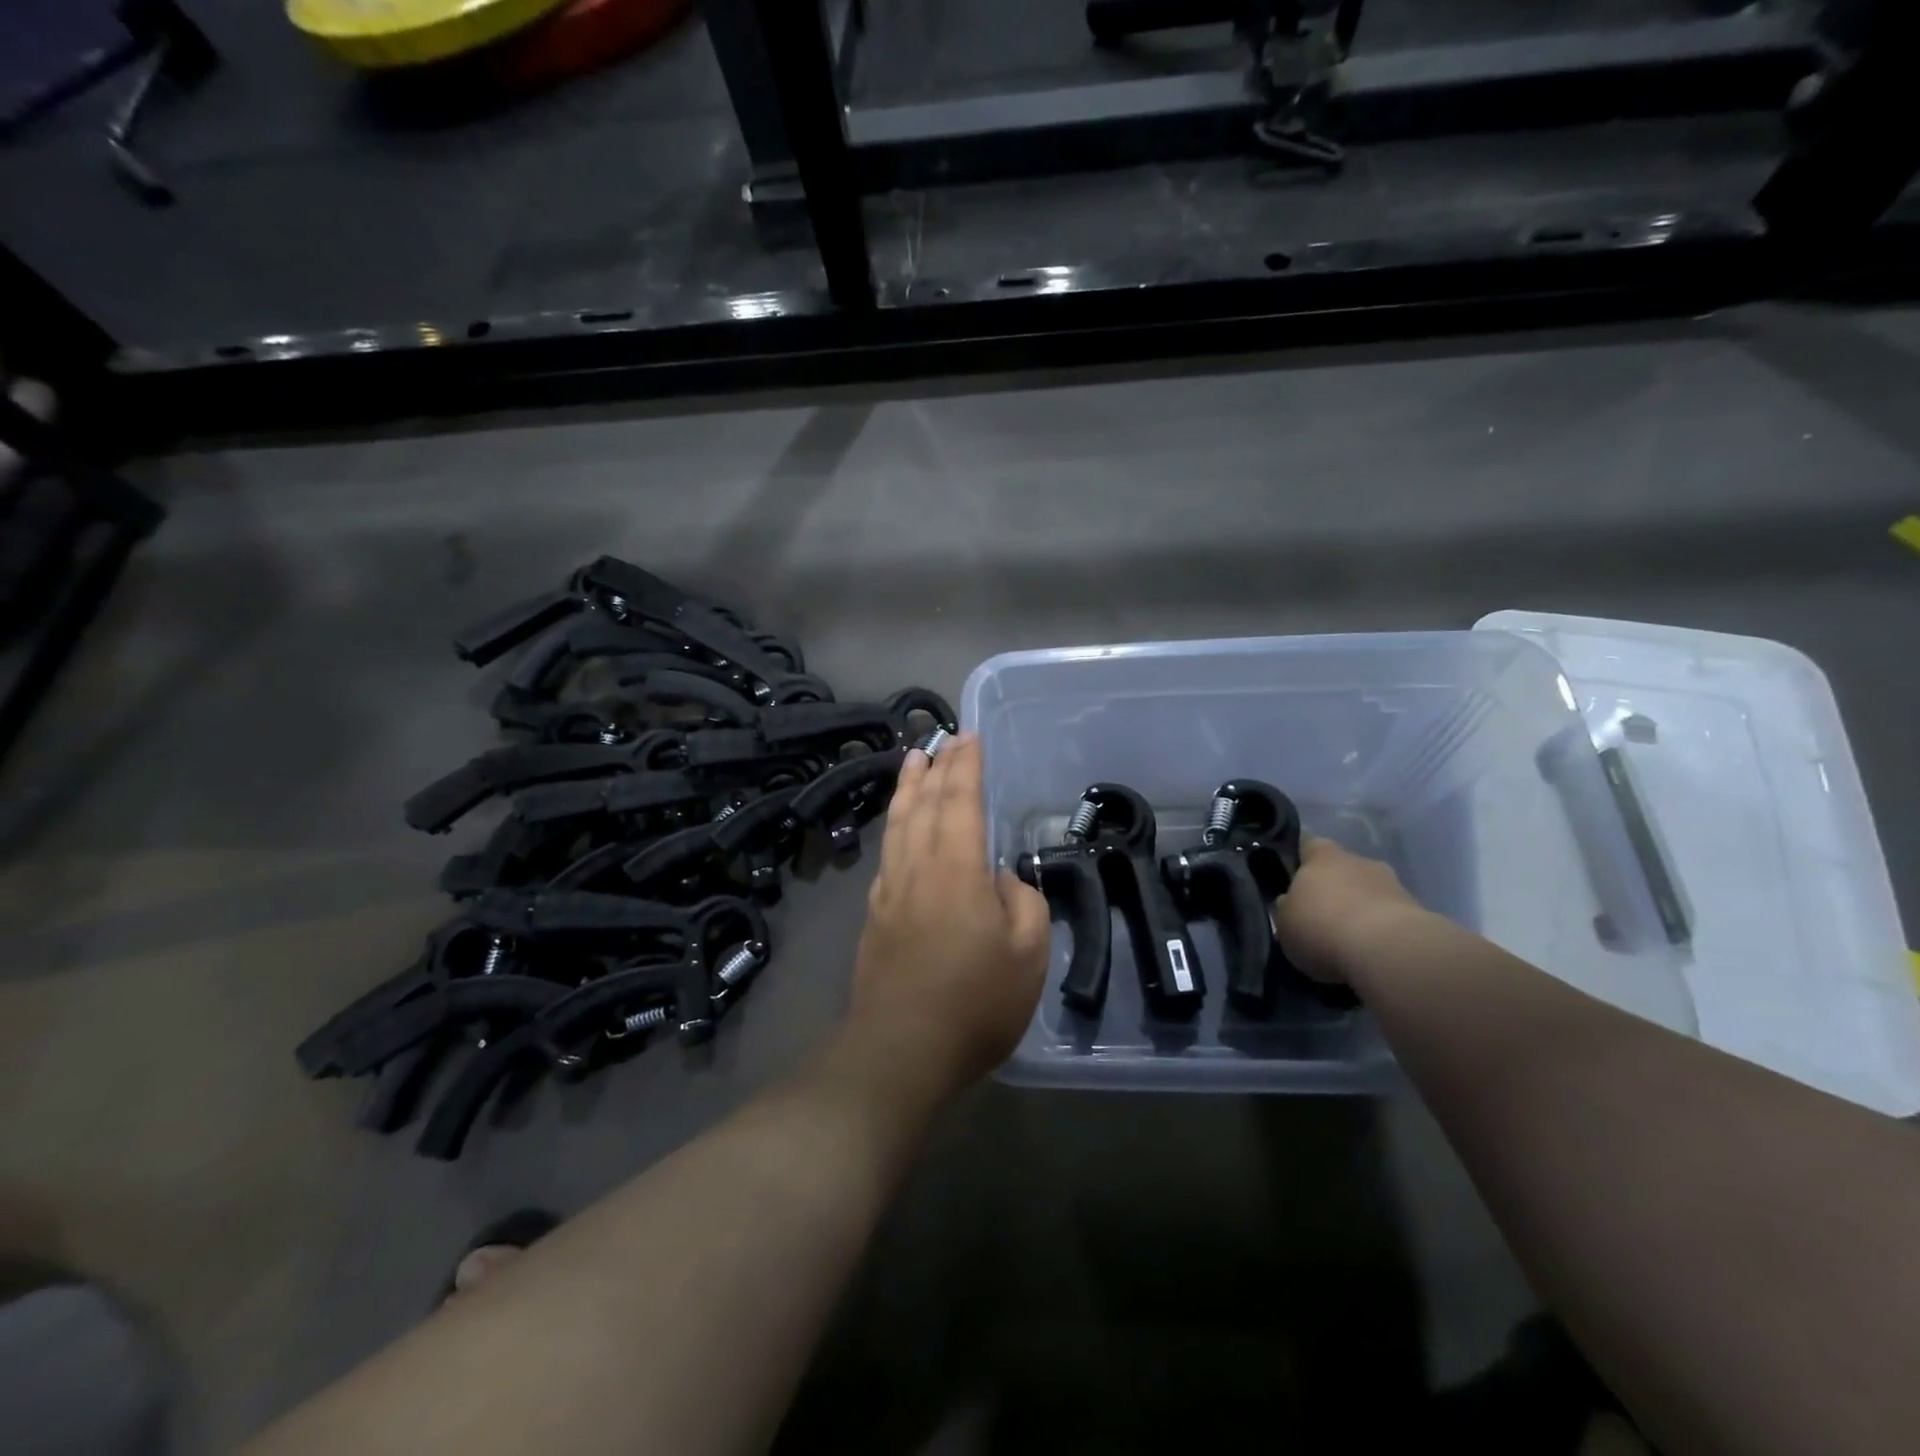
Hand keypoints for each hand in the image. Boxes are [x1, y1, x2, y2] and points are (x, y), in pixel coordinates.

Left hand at [846, 735, 1049, 1096]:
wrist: (902, 1048)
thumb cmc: (976, 1002)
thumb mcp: (1028, 954)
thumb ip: (1021, 902)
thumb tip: (998, 879)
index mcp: (957, 869)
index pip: (961, 800)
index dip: (966, 766)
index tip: (970, 738)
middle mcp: (919, 867)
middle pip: (926, 803)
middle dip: (937, 766)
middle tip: (944, 739)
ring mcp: (891, 889)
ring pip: (899, 822)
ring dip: (907, 786)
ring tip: (913, 758)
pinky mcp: (875, 913)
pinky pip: (887, 851)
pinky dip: (894, 824)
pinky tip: (898, 824)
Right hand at [1271, 835, 1425, 983]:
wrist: (1389, 951)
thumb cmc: (1322, 927)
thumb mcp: (1285, 922)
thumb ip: (1287, 908)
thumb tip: (1290, 902)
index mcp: (1322, 855)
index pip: (1307, 844)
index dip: (1300, 857)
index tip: (1292, 873)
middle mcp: (1359, 861)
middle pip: (1342, 868)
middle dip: (1334, 886)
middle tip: (1320, 913)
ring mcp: (1393, 885)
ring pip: (1369, 892)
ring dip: (1360, 909)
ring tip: (1348, 939)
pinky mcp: (1419, 914)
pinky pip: (1390, 917)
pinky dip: (1381, 930)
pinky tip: (1371, 952)